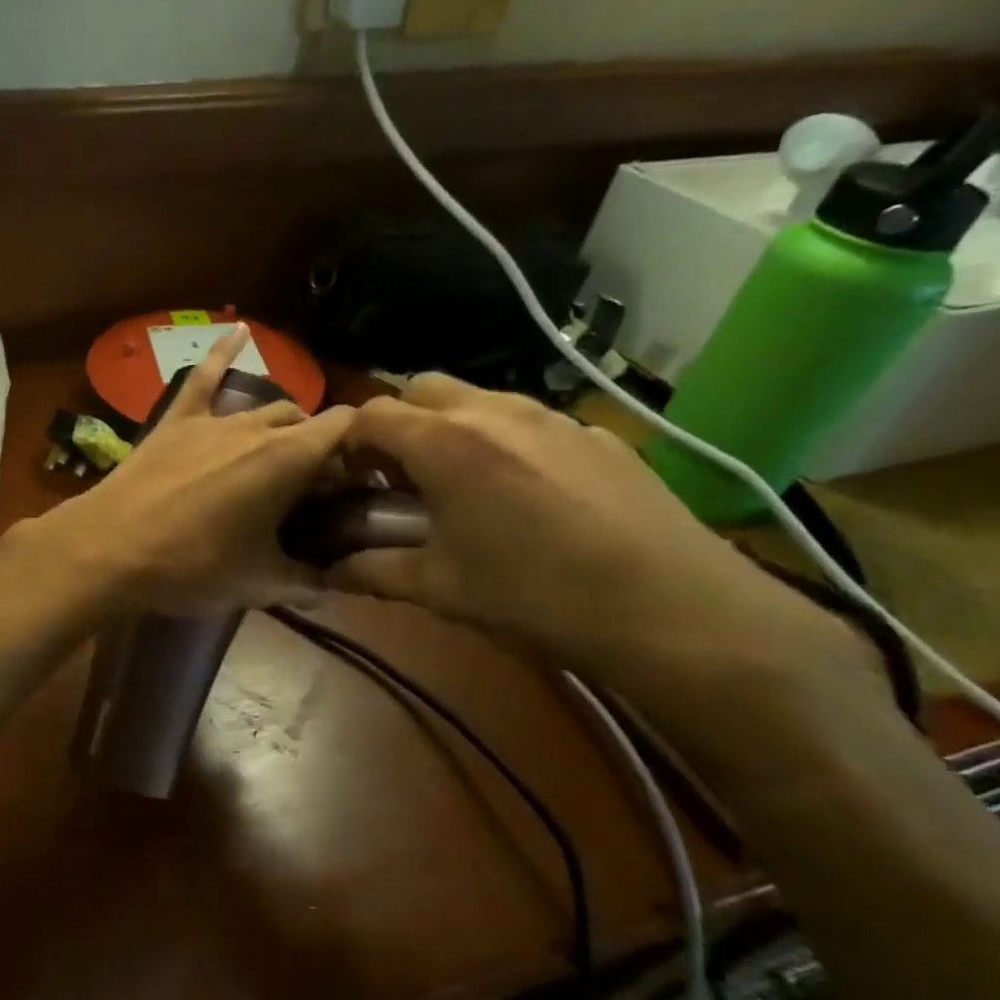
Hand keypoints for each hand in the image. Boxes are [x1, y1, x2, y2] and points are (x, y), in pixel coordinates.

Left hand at [31, 327, 355, 615]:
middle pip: (304, 421)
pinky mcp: (175, 419)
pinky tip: (238, 328)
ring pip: (262, 407)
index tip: (357, 482)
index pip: (347, 429)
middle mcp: (257, 426)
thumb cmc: (191, 566)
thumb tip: (328, 585)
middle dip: (316, 447)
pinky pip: (203, 377)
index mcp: (289, 458)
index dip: (360, 450)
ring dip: (279, 425)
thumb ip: (304, 581)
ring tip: (277, 455)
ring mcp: (213, 418)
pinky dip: (224, 353)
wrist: (109, 549)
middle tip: (310, 490)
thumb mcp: (258, 583)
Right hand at [326, 375, 871, 700]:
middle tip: (401, 476)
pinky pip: (529, 418)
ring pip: (477, 397)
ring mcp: (551, 416)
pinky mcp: (595, 433)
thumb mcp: (440, 589)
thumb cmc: (537, 597)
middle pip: (421, 388)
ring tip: (461, 483)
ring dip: (450, 426)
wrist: (676, 611)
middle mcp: (493, 411)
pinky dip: (504, 438)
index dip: (349, 442)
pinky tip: (526, 493)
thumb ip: (370, 571)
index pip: (370, 414)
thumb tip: (323, 571)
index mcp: (445, 443)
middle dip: (398, 422)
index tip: (349, 480)